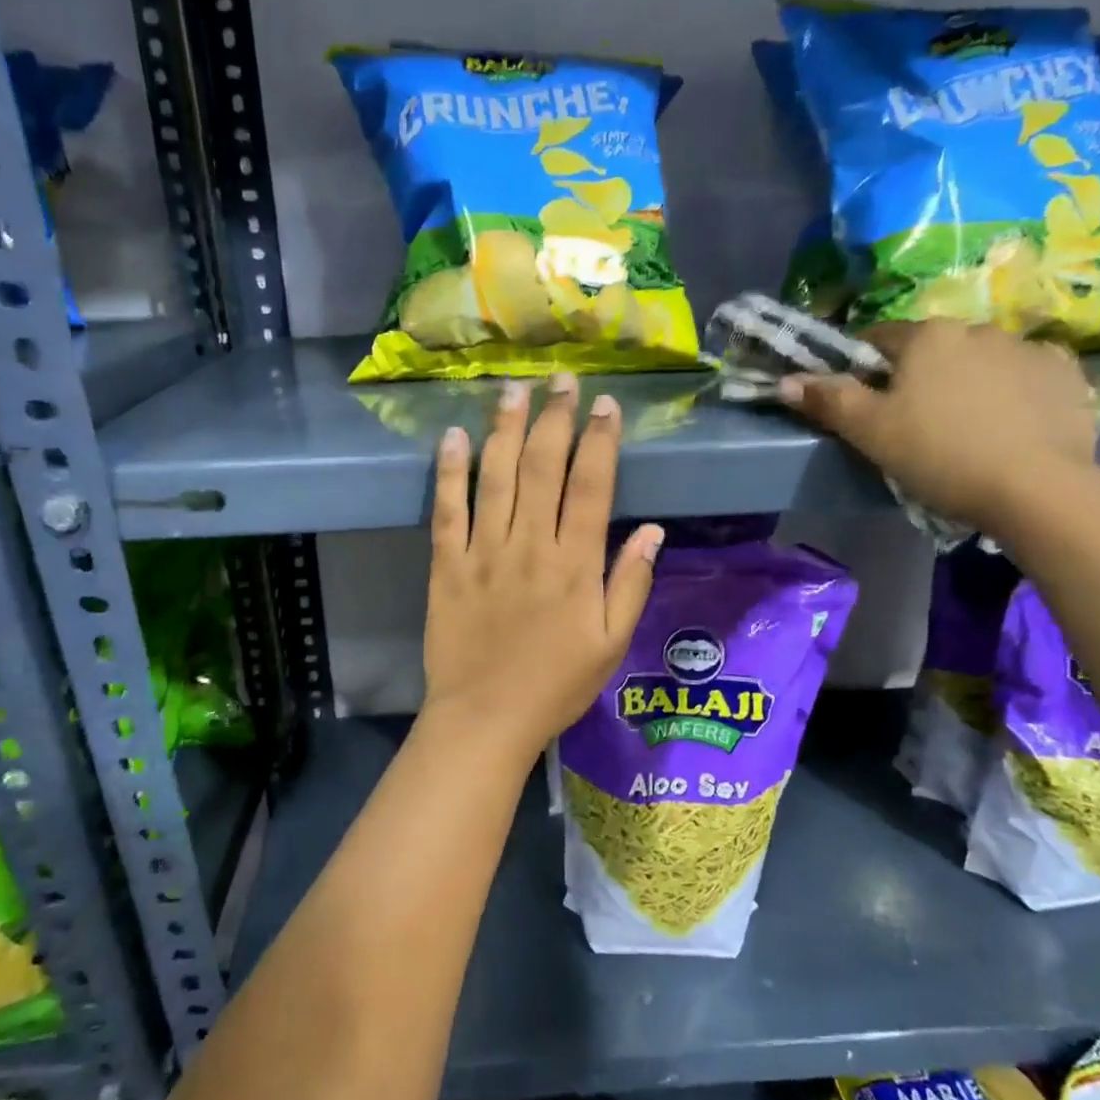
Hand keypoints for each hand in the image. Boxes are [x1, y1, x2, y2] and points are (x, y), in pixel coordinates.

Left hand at [423, 373, 661, 762]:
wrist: (485, 718)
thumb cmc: (555, 686)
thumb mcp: (611, 644)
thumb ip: (631, 584)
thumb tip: (653, 530)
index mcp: (575, 565)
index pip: (592, 486)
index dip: (601, 441)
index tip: (606, 405)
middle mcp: (530, 546)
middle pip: (543, 468)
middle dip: (554, 419)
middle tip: (560, 381)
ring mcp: (484, 552)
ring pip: (496, 477)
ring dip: (506, 429)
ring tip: (513, 390)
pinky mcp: (446, 565)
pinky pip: (447, 510)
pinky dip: (449, 472)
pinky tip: (453, 437)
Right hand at [780, 319, 1098, 528]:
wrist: (1036, 488)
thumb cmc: (939, 455)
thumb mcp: (870, 433)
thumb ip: (828, 401)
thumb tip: (786, 380)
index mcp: (927, 337)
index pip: (878, 339)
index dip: (862, 369)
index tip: (861, 402)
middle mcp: (978, 328)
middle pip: (932, 349)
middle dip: (918, 376)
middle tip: (910, 423)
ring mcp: (1029, 348)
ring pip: (980, 361)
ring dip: (966, 382)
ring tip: (962, 429)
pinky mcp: (1067, 375)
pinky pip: (1026, 377)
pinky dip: (1012, 393)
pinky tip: (1007, 426)